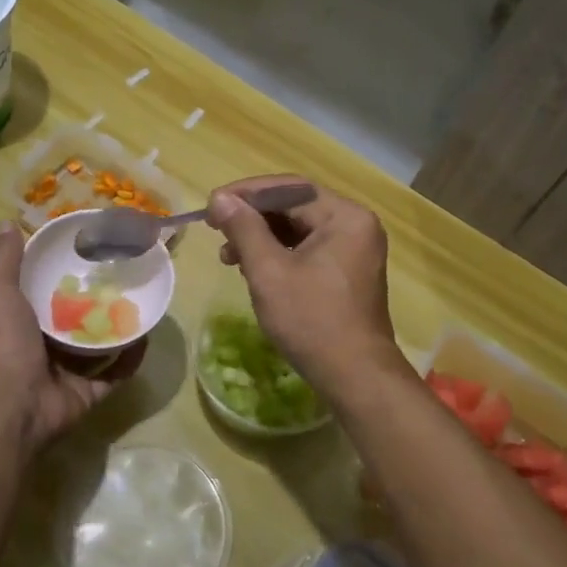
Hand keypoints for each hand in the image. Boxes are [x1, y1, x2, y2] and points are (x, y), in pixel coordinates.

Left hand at [0, 222, 145, 450]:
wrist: (12, 404)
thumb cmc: (4, 343)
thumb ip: (5, 261)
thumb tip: (6, 222)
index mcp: (23, 321)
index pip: (47, 292)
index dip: (64, 274)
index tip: (89, 252)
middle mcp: (44, 345)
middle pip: (77, 318)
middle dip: (97, 301)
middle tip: (124, 275)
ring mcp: (68, 371)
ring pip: (99, 345)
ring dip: (118, 327)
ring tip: (142, 301)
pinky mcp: (89, 391)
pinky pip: (116, 373)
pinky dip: (131, 359)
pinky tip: (147, 336)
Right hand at [206, 176, 400, 391]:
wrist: (355, 377)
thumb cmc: (311, 321)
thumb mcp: (270, 272)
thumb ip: (244, 229)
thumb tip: (220, 199)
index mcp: (345, 217)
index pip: (289, 188)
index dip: (246, 193)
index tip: (211, 205)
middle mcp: (355, 224)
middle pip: (295, 205)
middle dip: (252, 217)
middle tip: (215, 228)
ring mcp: (354, 248)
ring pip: (299, 227)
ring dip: (261, 236)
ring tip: (228, 255)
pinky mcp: (347, 271)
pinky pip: (308, 247)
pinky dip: (278, 253)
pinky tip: (252, 268)